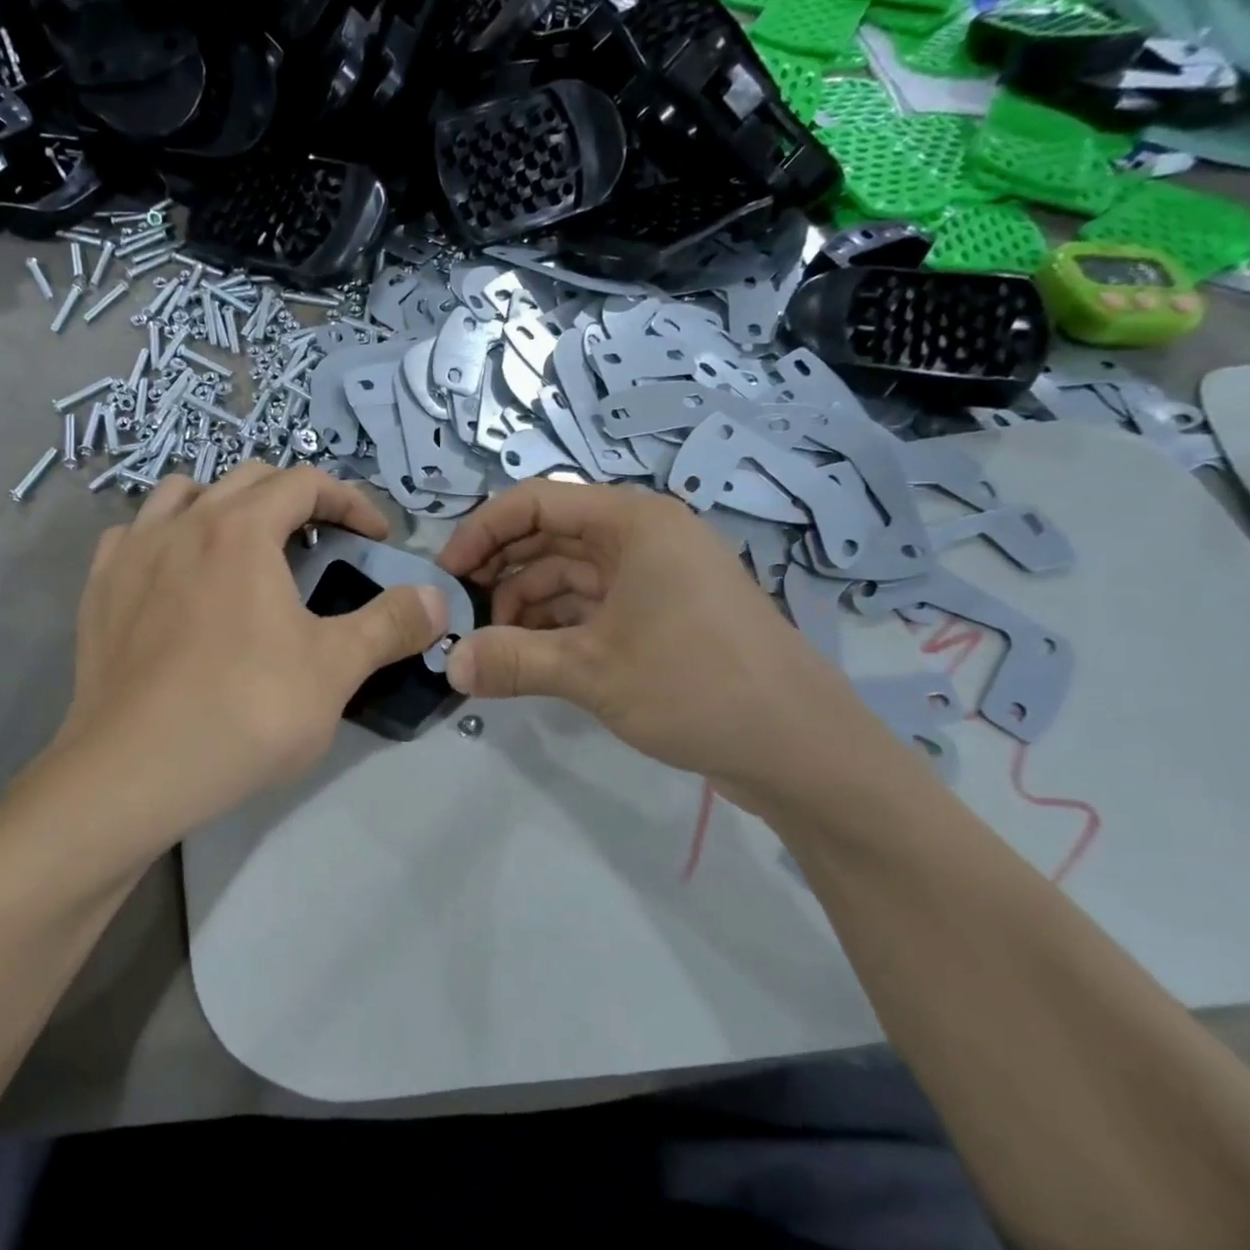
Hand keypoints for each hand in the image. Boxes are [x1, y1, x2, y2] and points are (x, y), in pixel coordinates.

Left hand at [55, 463, 447, 842]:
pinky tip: (175, 576)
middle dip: (293, 499)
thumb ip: (390, 625)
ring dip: (223, 505)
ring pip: (181, 494)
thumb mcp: (335, 669)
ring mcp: (131, 553)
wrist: (135, 771)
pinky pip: (133, 535)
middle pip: (247, 480)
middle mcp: (183, 523)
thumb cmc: (246, 712)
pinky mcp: (98, 590)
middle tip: (319, 542)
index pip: (305, 483)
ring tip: (243, 548)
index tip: (374, 537)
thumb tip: (436, 599)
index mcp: (242, 530)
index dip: (350, 501)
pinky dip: (165, 537)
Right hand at [437, 481, 891, 807]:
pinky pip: (593, 607)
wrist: (802, 749)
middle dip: (501, 574)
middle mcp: (644, 537)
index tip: (446, 575)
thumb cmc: (697, 686)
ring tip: (491, 650)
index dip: (482, 531)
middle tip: (460, 617)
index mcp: (632, 522)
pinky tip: (528, 660)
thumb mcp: (592, 672)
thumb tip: (448, 665)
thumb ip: (511, 661)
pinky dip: (556, 629)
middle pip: (550, 537)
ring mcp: (656, 578)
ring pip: (569, 576)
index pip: (536, 501)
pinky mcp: (662, 616)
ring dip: (525, 607)